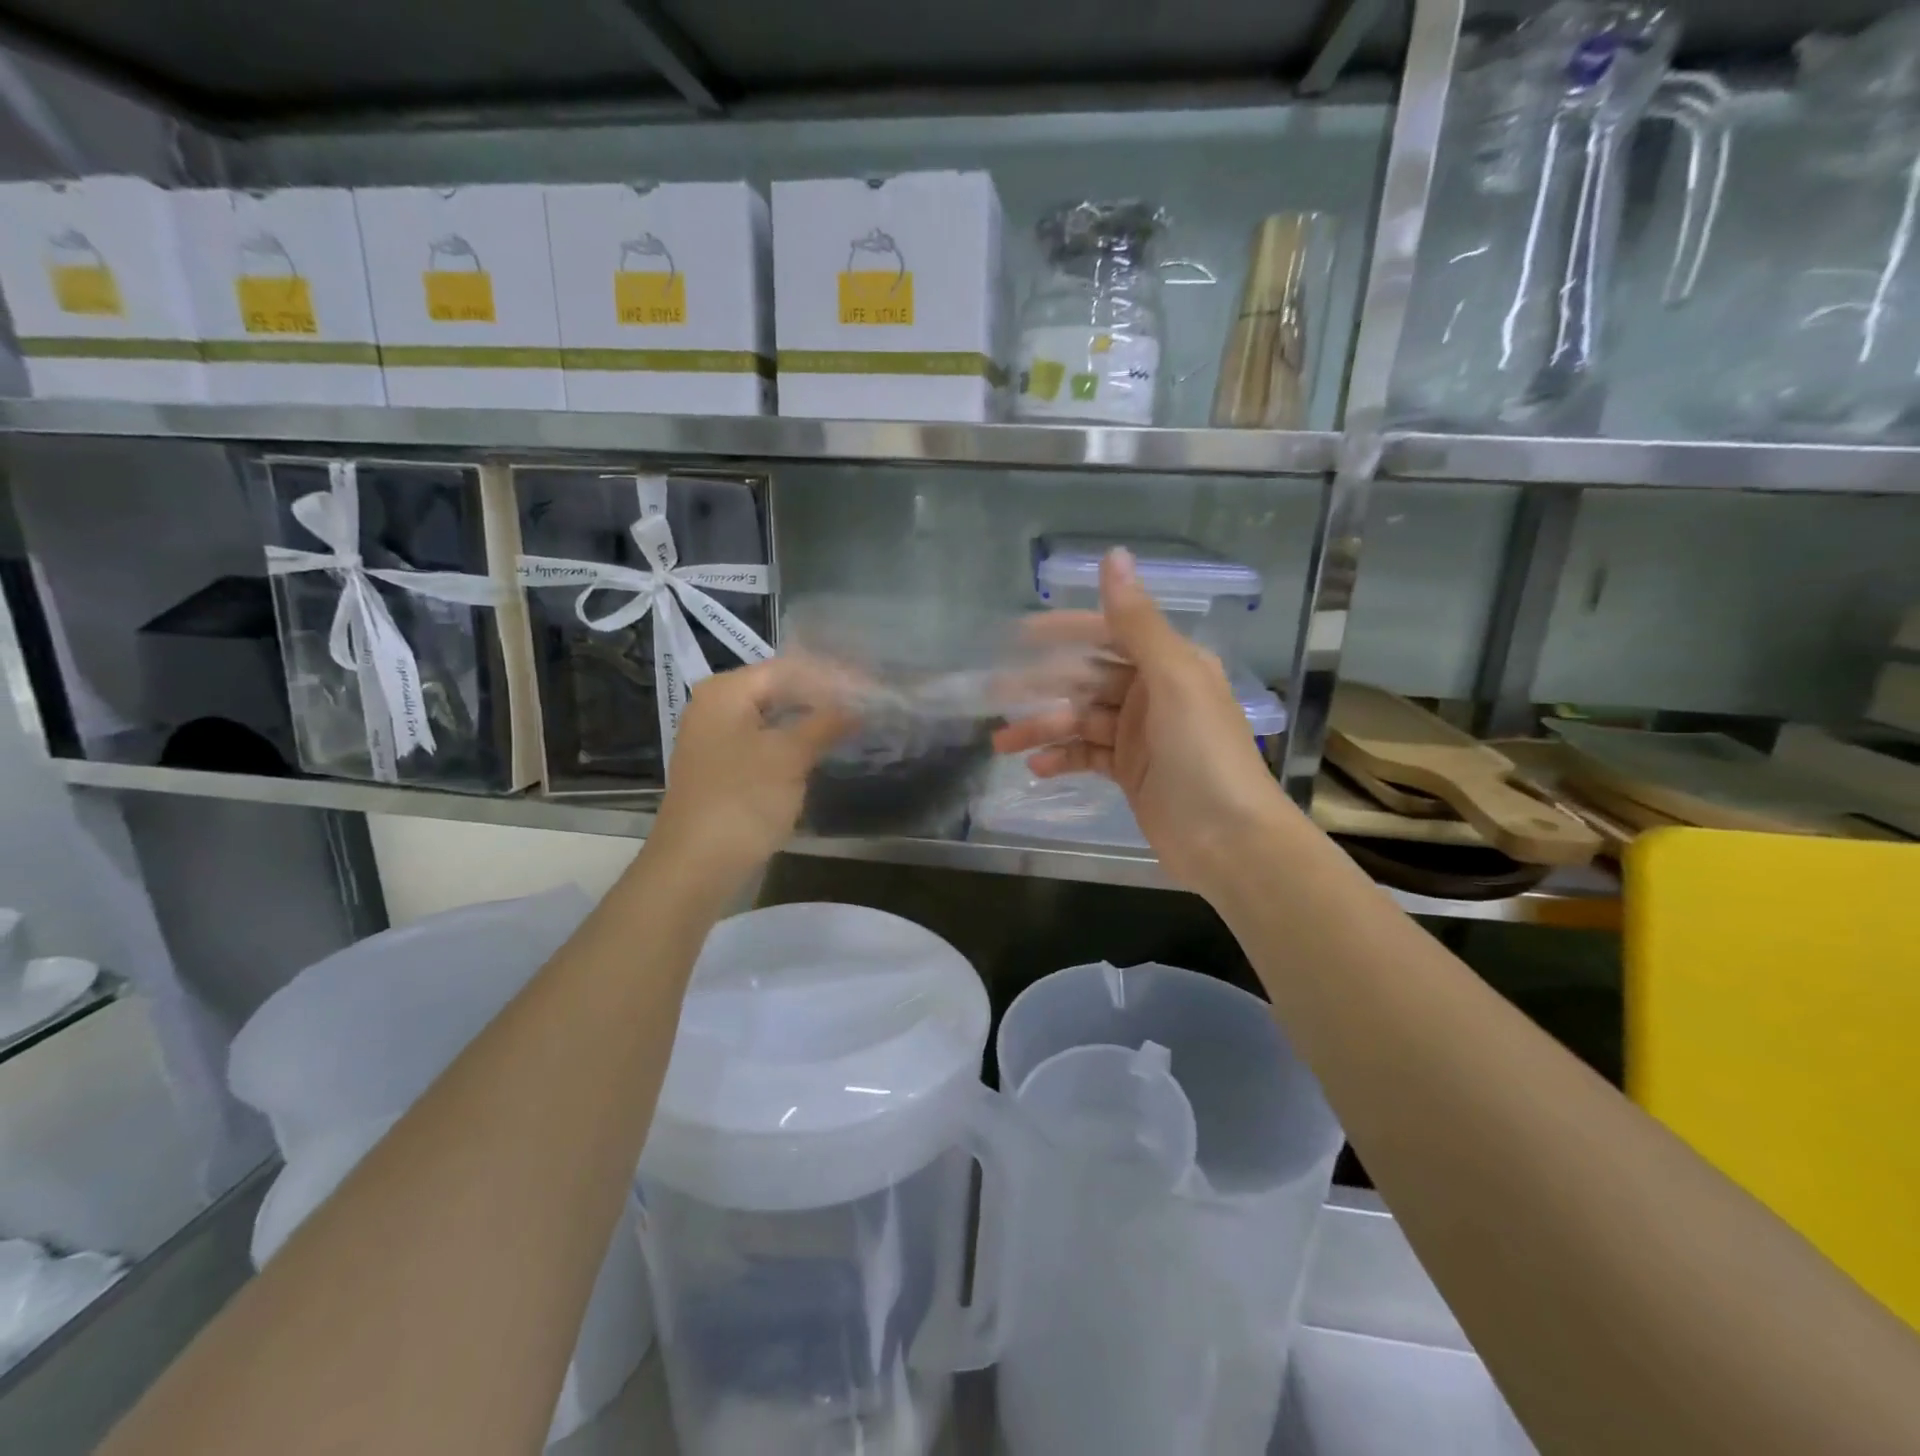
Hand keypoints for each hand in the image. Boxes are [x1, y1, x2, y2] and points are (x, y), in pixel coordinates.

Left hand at [646, 657, 851, 882]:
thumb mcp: (789, 756)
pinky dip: (796, 743)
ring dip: (812, 721)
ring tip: (854, 725)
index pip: (789, 667)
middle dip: (824, 697)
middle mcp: (716, 707)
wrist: (696, 866)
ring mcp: (718, 740)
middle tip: (867, 705)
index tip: (872, 687)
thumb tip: (859, 705)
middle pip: (781, 689)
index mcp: (726, 691)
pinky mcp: (725, 769)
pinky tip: (824, 750)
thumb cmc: (742, 800)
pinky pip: (767, 743)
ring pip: (775, 718)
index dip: (833, 676)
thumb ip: (826, 723)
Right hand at [992, 548, 1300, 895]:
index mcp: (1169, 663)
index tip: (1017, 636)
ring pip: (1080, 720)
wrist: (1229, 841)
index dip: (1063, 632)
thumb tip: (1114, 555)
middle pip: (1087, 679)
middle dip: (1042, 687)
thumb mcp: (1173, 680)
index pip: (1108, 634)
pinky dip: (1062, 758)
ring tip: (1001, 742)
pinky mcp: (1130, 772)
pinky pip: (1087, 755)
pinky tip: (1036, 767)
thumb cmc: (1203, 754)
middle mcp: (1154, 692)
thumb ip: (1137, 622)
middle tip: (994, 694)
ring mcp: (1141, 735)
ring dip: (1042, 728)